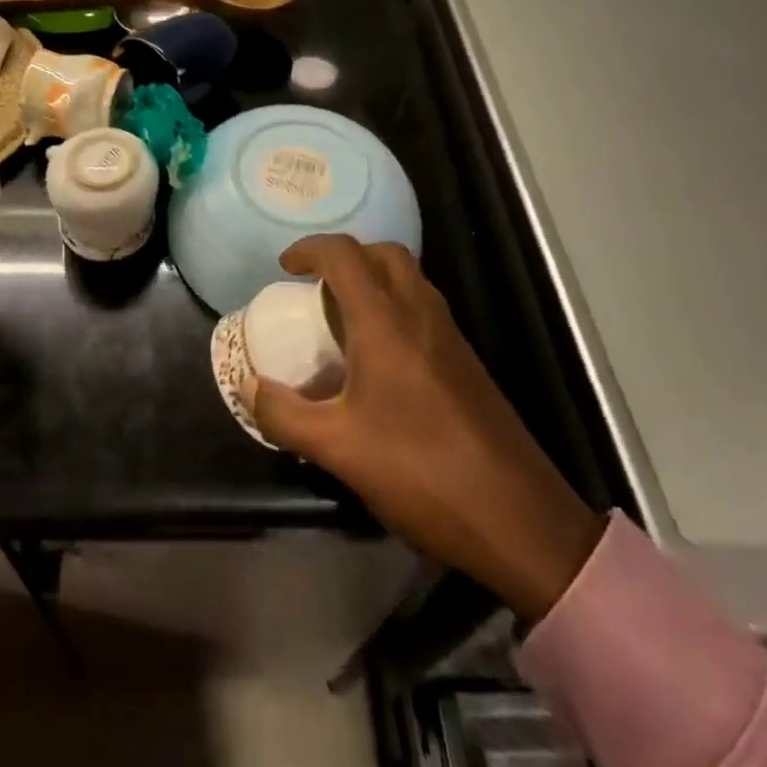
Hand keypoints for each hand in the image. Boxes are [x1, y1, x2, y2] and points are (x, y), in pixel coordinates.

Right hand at [249, 236, 604, 621]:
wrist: (518, 517)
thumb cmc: (420, 472)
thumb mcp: (337, 449)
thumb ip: (284, 414)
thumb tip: (248, 386)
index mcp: (385, 321)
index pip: (343, 254)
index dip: (309, 249)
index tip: (284, 268)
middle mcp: (419, 312)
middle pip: (382, 252)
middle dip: (345, 256)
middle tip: (316, 287)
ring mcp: (449, 334)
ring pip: (408, 277)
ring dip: (372, 279)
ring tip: (341, 319)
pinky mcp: (466, 359)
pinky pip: (422, 306)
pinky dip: (393, 306)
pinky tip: (378, 358)